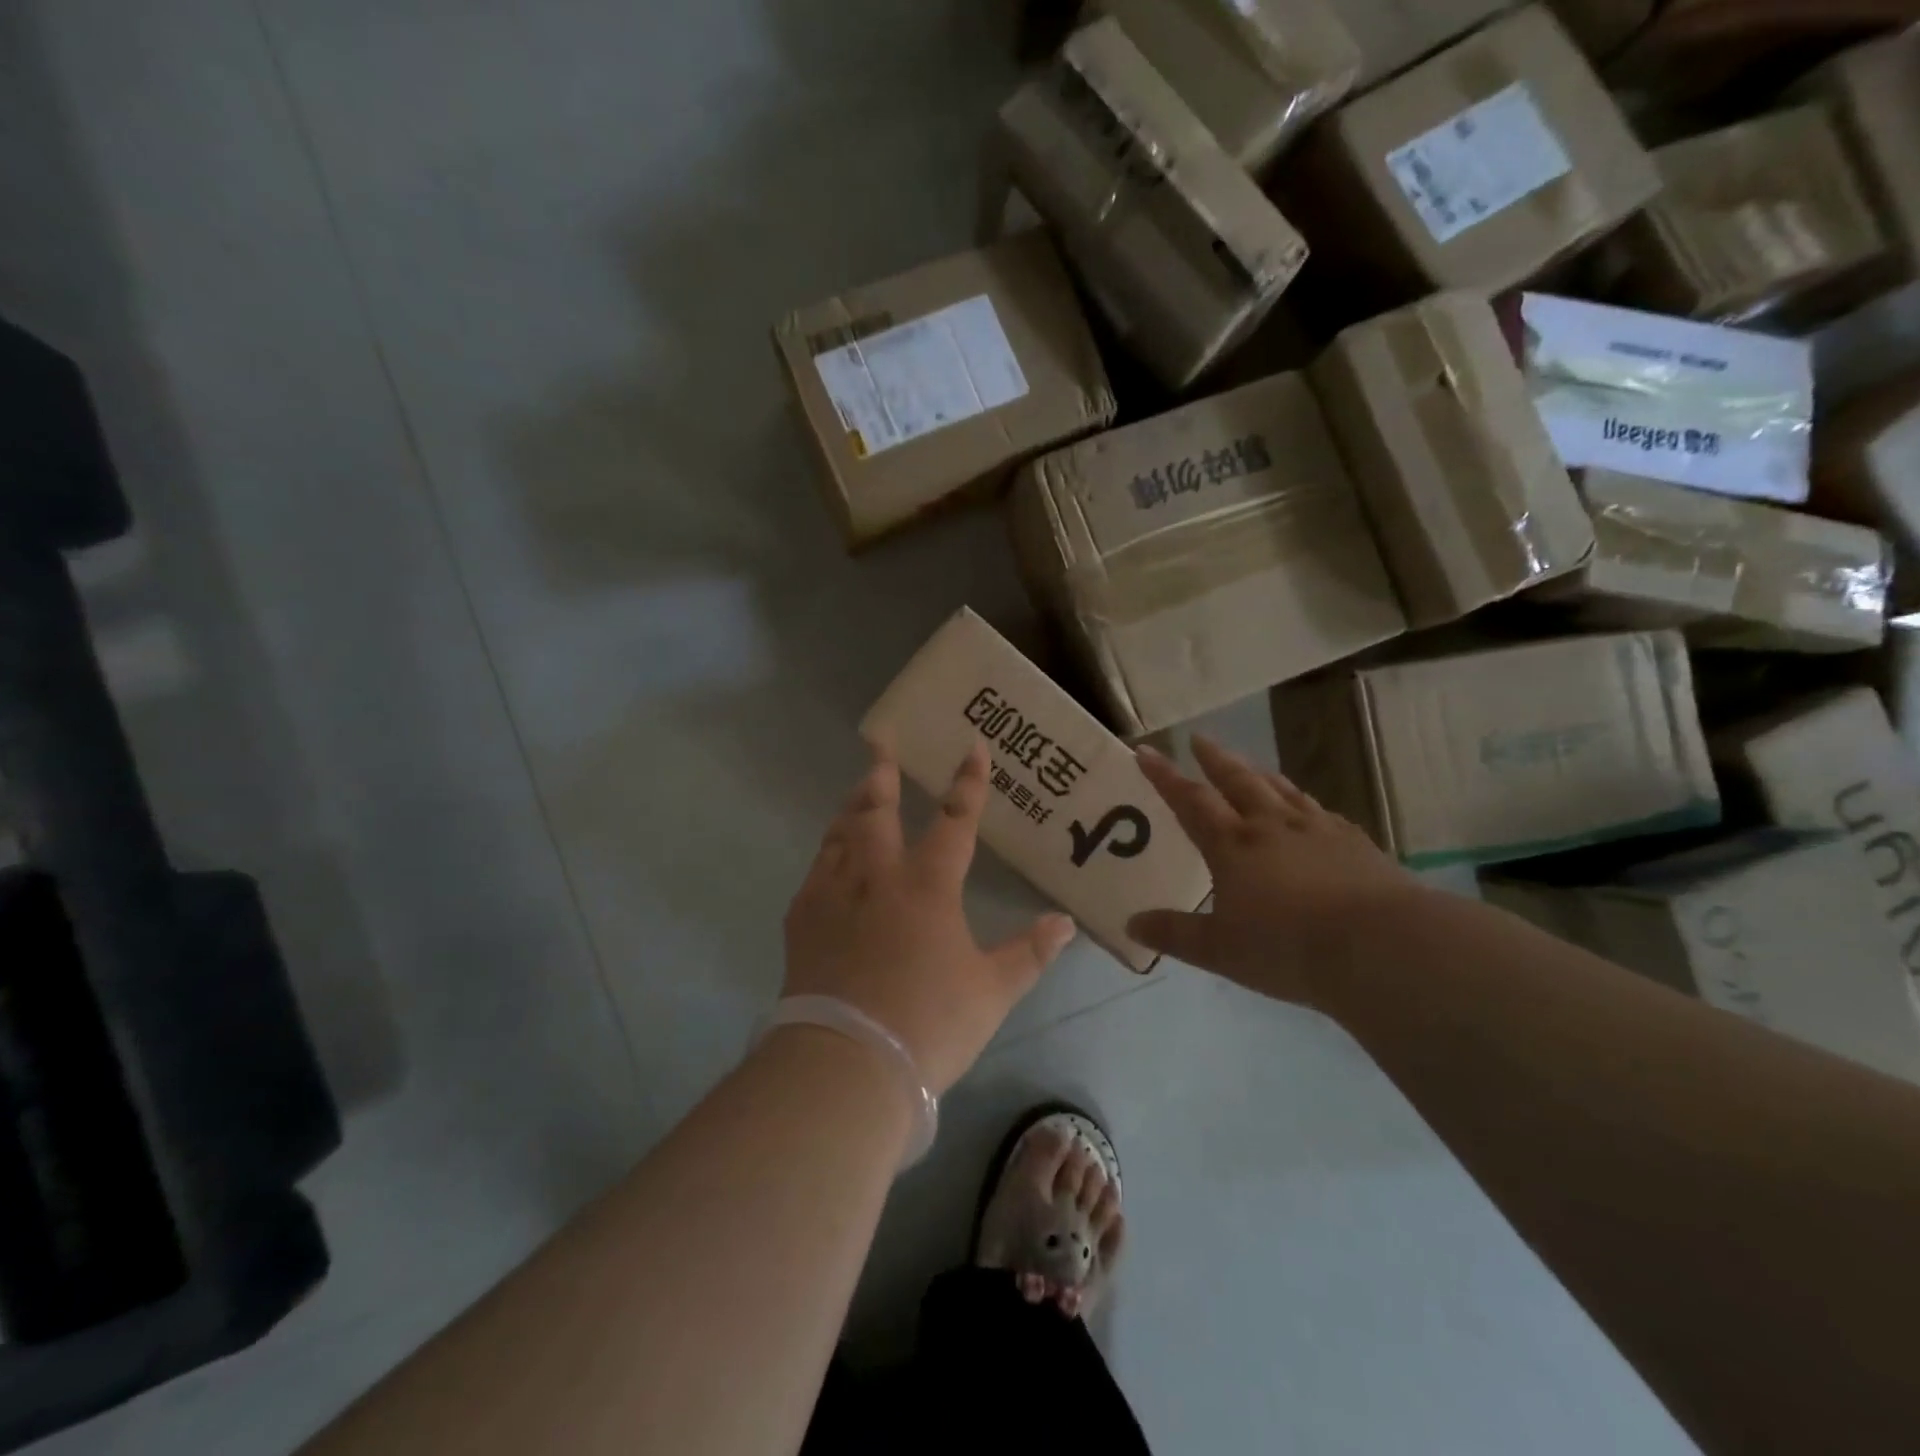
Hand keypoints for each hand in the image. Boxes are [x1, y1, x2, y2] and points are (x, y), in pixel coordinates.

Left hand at [783, 742, 1077, 1093]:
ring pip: (841, 834)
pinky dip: (828, 854)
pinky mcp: (802, 920)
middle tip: (880, 745)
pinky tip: (829, 859)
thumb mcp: (992, 992)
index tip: (973, 747)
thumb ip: (1030, 953)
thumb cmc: (929, 1023)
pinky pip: (816, 871)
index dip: (968, 783)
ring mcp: (834, 894)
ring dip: (852, 808)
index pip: (955, 820)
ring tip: (858, 792)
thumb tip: (1065, 923)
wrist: (847, 1062)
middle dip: (882, 775)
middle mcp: (878, 876)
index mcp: (928, 885)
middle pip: (877, 810)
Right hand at [1126, 736, 1422, 1006]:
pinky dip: (1303, 803)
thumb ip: (1175, 934)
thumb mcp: (1220, 950)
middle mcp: (1271, 825)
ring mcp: (1316, 829)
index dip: (1164, 775)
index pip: (1190, 800)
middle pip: (1237, 780)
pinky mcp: (1353, 842)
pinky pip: (1320, 812)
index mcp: (1232, 845)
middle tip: (1198, 739)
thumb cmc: (1288, 948)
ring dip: (1258, 773)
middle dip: (1214, 759)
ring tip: (1249, 765)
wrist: (1379, 947)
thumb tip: (1131, 924)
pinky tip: (1309, 811)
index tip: (1146, 751)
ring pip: (1280, 789)